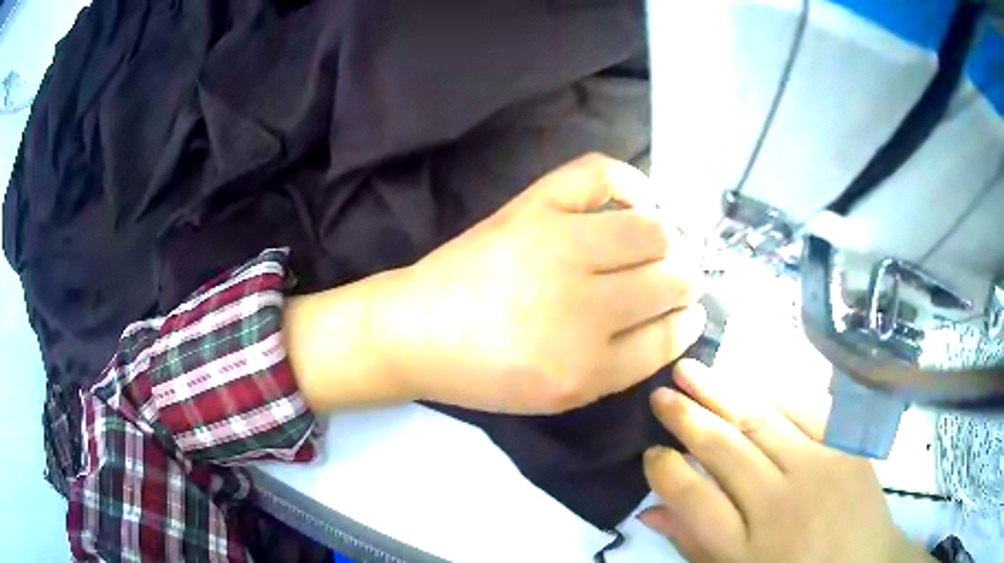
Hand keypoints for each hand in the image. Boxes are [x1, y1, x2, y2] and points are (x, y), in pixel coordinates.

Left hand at [368, 153, 705, 413]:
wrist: (417, 331)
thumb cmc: (485, 373)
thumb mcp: (559, 396)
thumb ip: (620, 366)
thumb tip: (672, 322)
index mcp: (585, 370)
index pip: (669, 336)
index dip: (688, 323)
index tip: (693, 313)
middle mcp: (582, 309)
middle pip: (671, 280)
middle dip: (687, 281)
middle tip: (681, 278)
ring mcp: (559, 248)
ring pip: (653, 233)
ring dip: (671, 241)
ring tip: (662, 245)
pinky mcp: (534, 209)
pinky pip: (603, 175)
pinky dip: (633, 182)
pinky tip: (640, 200)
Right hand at [640, 360, 932, 561]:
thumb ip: (695, 544)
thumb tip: (649, 512)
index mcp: (747, 545)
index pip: (693, 497)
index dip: (665, 471)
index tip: (650, 452)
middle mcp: (780, 502)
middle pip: (724, 449)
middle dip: (686, 417)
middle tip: (659, 393)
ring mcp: (818, 467)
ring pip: (761, 419)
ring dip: (722, 391)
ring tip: (691, 370)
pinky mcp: (846, 446)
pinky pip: (807, 409)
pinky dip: (776, 392)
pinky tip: (753, 380)